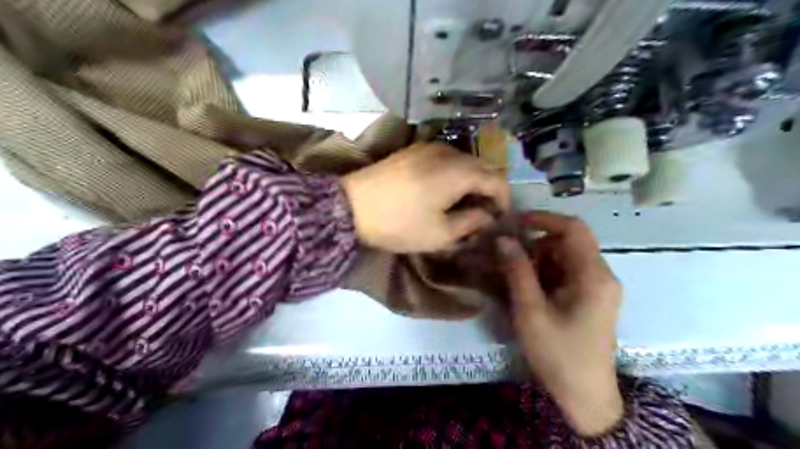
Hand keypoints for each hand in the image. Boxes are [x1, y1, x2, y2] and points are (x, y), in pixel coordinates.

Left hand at [340, 142, 508, 252]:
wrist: (350, 205)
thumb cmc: (398, 223)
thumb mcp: (440, 234)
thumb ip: (471, 223)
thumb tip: (487, 217)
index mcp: (459, 171)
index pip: (497, 180)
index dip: (504, 200)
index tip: (500, 219)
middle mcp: (448, 152)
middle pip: (483, 167)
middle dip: (489, 191)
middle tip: (483, 215)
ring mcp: (429, 147)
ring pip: (464, 161)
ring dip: (471, 181)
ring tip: (464, 205)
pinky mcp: (413, 150)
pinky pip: (446, 159)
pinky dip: (454, 174)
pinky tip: (444, 191)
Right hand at [498, 212, 624, 436]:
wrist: (586, 396)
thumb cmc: (558, 353)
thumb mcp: (531, 311)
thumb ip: (517, 272)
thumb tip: (504, 239)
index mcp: (593, 276)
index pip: (574, 228)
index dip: (544, 219)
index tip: (516, 222)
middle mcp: (603, 275)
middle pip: (570, 242)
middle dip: (538, 245)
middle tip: (510, 258)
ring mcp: (600, 288)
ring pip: (568, 257)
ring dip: (541, 260)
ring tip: (516, 278)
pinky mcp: (594, 299)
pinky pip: (569, 273)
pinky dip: (548, 274)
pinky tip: (531, 290)